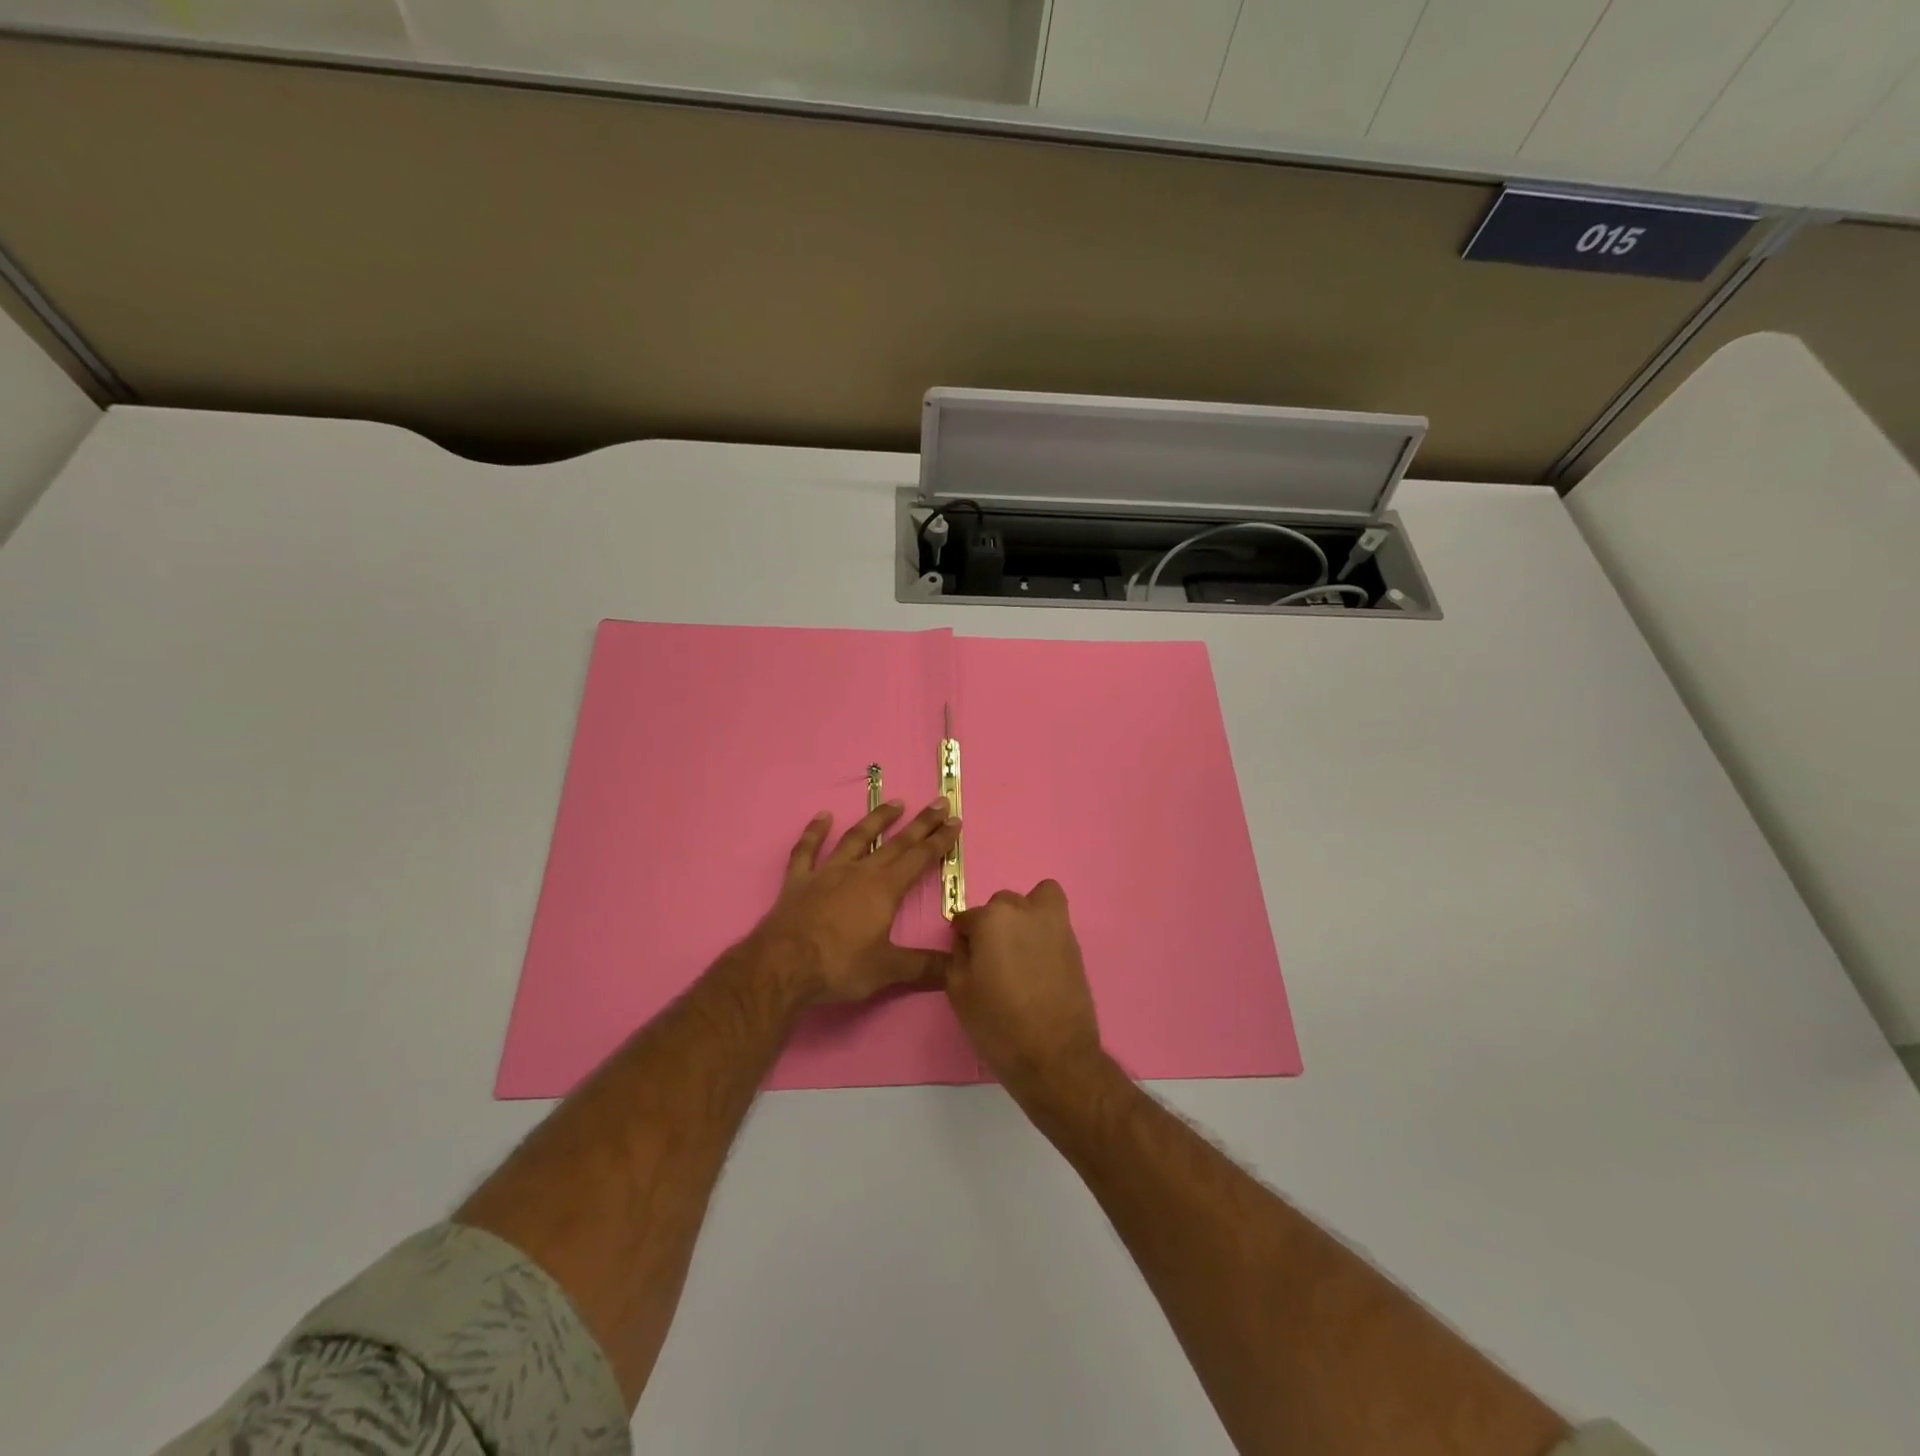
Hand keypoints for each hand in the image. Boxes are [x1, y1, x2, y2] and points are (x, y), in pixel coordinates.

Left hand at [750, 799, 960, 1005]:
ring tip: (895, 802)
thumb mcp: (888, 970)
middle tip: (939, 803)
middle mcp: (859, 872)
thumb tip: (958, 968)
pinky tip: (823, 816)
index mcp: (885, 889)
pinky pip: (807, 850)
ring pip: (856, 838)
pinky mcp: (798, 881)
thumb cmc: (839, 966)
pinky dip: (815, 832)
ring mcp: (826, 873)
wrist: (783, 967)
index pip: (919, 858)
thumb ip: (924, 967)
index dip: (940, 840)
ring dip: (876, 820)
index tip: (955, 821)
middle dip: (921, 823)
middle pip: (896, 843)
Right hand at [947, 879, 1105, 1091]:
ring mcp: (1055, 924)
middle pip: (1001, 906)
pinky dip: (1045, 930)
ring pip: (1035, 901)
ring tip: (1020, 951)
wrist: (1055, 1056)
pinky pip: (1055, 921)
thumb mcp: (959, 991)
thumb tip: (967, 941)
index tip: (967, 959)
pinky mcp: (1075, 943)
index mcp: (992, 919)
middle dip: (993, 925)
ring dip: (1024, 916)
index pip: (967, 918)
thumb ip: (958, 955)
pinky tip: (1039, 962)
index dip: (964, 939)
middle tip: (993, 959)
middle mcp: (1025, 910)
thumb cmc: (998, 1024)